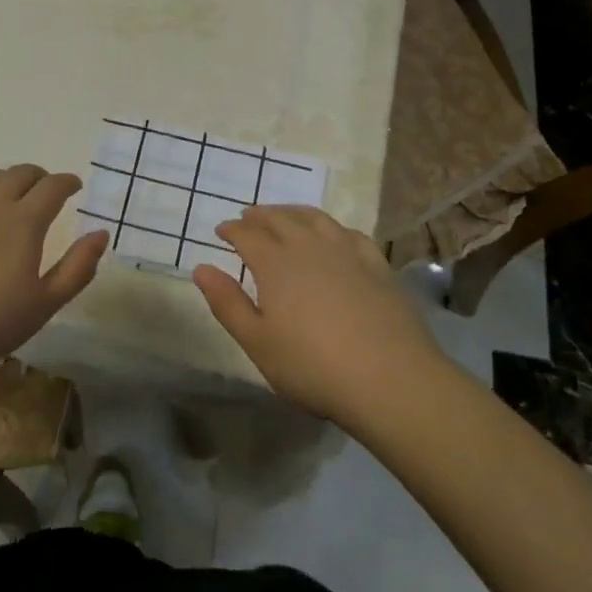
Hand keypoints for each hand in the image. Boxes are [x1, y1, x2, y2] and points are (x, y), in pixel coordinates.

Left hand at [0, 165, 108, 387]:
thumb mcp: (45, 303)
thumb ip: (78, 266)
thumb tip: (101, 234)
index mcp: (24, 221)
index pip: (53, 186)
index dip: (67, 182)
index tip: (74, 187)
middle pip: (20, 173)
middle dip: (38, 177)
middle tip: (45, 190)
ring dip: (4, 180)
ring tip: (8, 194)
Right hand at [191, 205, 444, 421]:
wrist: (391, 379)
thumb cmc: (313, 366)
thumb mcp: (258, 343)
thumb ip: (227, 303)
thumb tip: (201, 268)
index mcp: (275, 263)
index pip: (246, 234)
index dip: (231, 230)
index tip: (222, 231)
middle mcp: (308, 246)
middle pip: (279, 219)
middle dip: (259, 216)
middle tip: (248, 217)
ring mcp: (346, 251)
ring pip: (314, 218)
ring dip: (293, 212)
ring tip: (284, 215)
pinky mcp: (377, 265)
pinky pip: (349, 233)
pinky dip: (332, 227)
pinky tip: (333, 235)